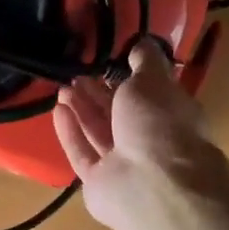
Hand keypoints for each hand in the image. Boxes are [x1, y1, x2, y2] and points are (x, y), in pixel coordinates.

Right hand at [54, 40, 223, 229]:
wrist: (152, 185)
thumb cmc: (159, 124)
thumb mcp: (154, 79)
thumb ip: (145, 60)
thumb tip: (142, 44)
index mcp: (171, 116)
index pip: (149, 95)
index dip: (128, 78)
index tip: (107, 61)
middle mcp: (150, 142)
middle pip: (119, 115)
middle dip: (98, 94)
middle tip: (77, 74)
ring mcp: (124, 166)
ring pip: (99, 133)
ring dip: (82, 109)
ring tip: (62, 88)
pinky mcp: (99, 183)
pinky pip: (83, 154)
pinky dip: (71, 132)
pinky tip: (57, 111)